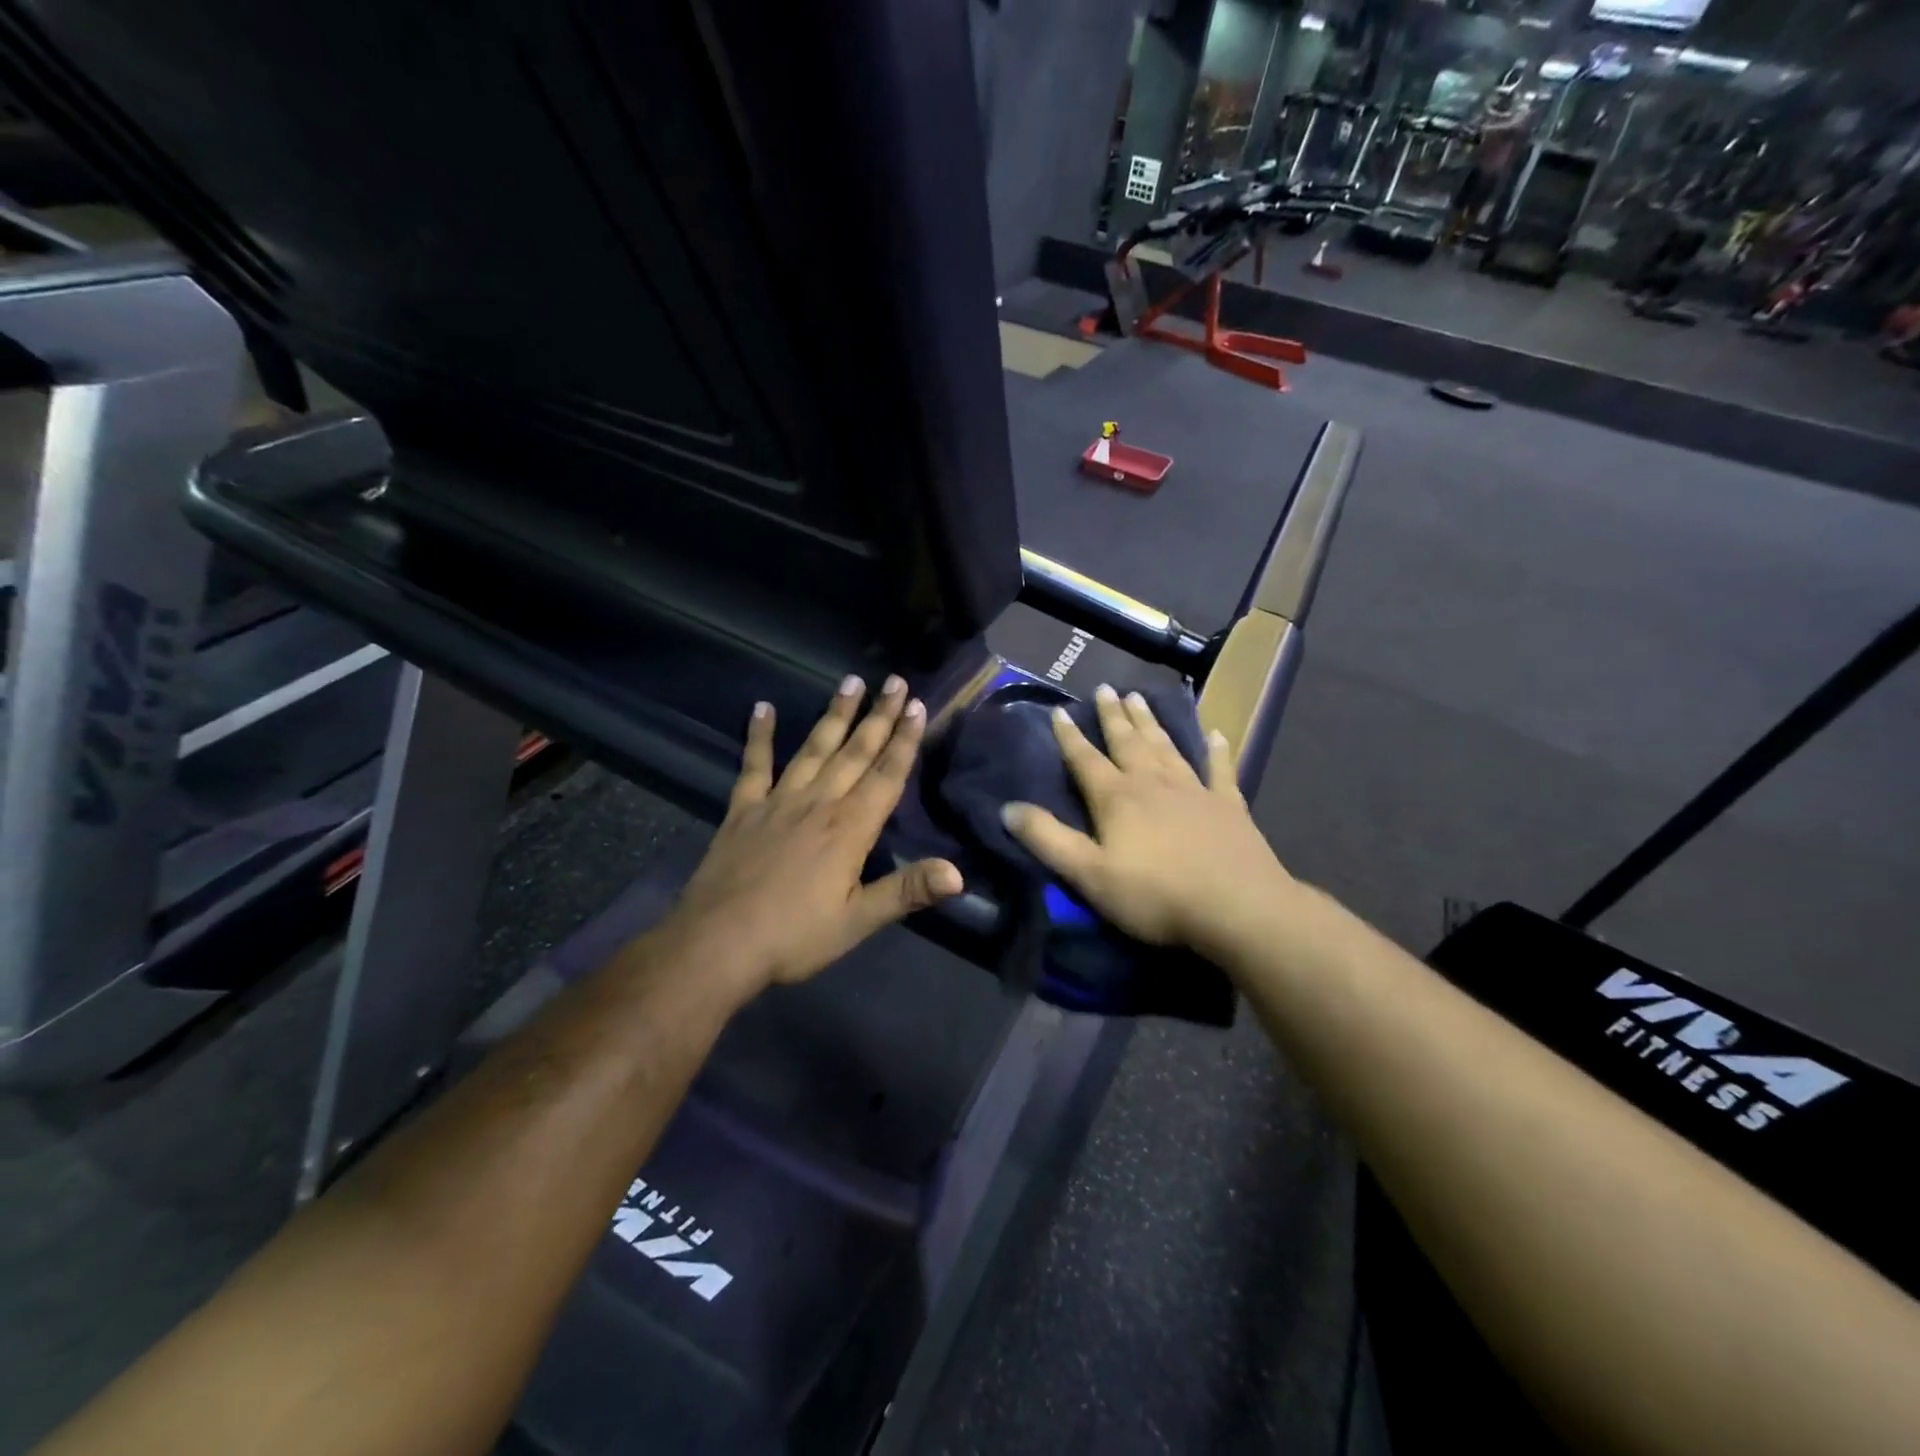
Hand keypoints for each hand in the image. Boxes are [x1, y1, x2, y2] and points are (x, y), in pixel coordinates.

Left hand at [657, 675, 962, 990]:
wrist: (718, 943)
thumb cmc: (794, 936)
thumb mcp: (857, 921)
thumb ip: (907, 891)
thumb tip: (959, 874)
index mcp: (850, 828)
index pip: (886, 775)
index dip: (904, 740)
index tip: (916, 705)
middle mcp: (818, 803)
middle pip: (855, 751)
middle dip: (878, 716)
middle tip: (894, 680)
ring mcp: (778, 801)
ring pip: (814, 748)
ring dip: (834, 714)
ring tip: (850, 681)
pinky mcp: (743, 810)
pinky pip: (754, 765)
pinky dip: (759, 736)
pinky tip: (763, 708)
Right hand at [1001, 685, 1288, 950]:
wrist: (1236, 907)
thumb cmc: (1155, 894)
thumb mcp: (1088, 874)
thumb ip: (1048, 839)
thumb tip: (1008, 808)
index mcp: (1117, 798)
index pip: (1085, 760)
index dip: (1069, 737)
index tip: (1059, 711)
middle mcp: (1153, 783)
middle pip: (1128, 742)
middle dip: (1114, 716)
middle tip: (1106, 688)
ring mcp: (1194, 790)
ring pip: (1166, 747)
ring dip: (1151, 722)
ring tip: (1140, 698)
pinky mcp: (1228, 805)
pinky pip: (1220, 769)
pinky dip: (1217, 750)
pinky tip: (1216, 734)